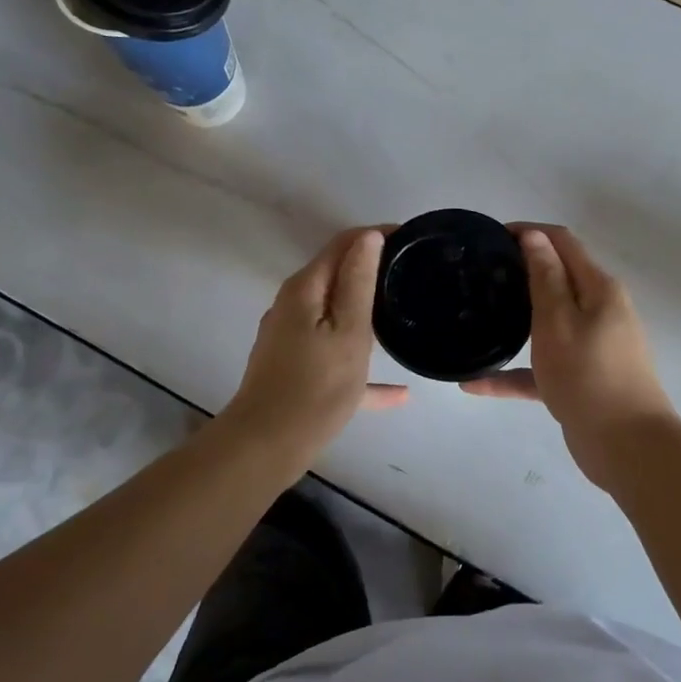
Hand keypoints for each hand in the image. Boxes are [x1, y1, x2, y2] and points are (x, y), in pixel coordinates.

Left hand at [217, 229, 409, 459]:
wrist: (266, 446)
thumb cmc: (315, 386)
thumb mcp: (349, 332)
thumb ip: (359, 282)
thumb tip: (369, 237)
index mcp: (305, 289)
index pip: (343, 244)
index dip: (376, 235)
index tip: (411, 240)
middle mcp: (293, 306)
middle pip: (337, 275)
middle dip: (373, 269)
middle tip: (413, 276)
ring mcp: (290, 338)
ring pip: (336, 314)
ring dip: (367, 311)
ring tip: (404, 316)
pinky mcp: (293, 367)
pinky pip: (333, 354)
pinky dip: (359, 363)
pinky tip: (397, 393)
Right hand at [461, 225, 677, 469]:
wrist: (628, 447)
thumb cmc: (589, 375)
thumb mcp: (559, 321)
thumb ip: (545, 277)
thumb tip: (534, 235)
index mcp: (598, 288)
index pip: (562, 242)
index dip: (529, 233)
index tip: (490, 238)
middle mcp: (599, 311)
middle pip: (556, 280)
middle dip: (519, 273)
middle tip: (478, 277)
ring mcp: (591, 347)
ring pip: (547, 324)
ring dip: (515, 320)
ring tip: (476, 318)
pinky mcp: (581, 379)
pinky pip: (542, 367)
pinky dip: (515, 372)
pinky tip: (475, 384)